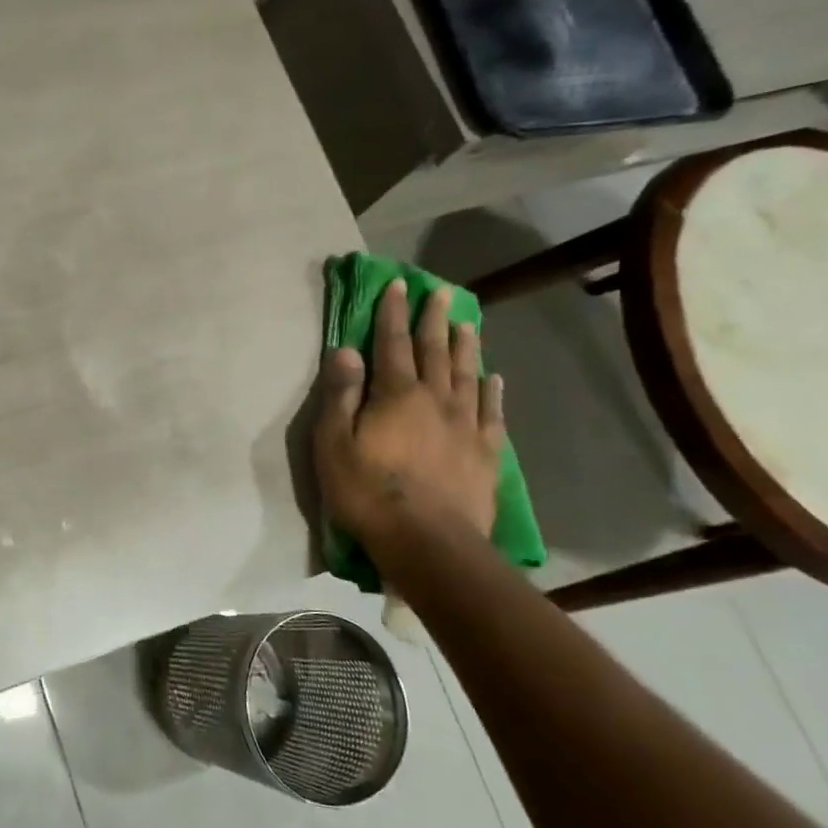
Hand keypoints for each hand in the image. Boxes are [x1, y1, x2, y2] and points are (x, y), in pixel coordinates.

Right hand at [313, 279, 504, 542]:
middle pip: (435, 352)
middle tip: (440, 293)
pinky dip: (492, 391)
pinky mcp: (484, 453)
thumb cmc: (368, 492)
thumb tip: (345, 350)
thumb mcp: (334, 444)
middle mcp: (435, 400)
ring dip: (465, 346)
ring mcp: (465, 425)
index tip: (397, 285)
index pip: (392, 343)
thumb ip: (340, 395)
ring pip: (466, 375)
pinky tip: (494, 378)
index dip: (392, 313)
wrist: (428, 542)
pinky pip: (491, 412)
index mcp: (396, 395)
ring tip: (468, 323)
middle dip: (434, 320)